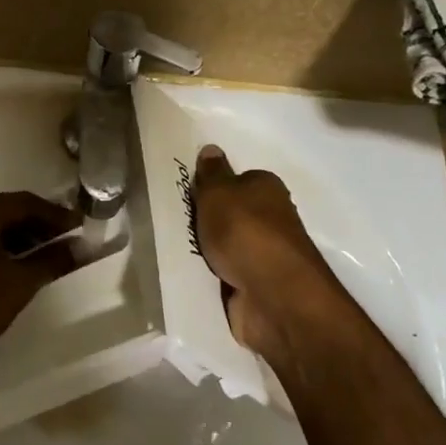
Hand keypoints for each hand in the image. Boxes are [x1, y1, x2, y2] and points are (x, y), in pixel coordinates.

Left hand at [0, 191, 81, 369]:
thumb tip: (80, 248)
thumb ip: (52, 260)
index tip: (80, 227)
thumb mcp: (20, 283)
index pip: (24, 202)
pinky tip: (14, 264)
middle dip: (37, 223)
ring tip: (44, 255)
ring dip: (17, 235)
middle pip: (5, 209)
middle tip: (65, 240)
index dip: (56, 214)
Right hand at [190, 145, 351, 357]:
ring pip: (226, 245)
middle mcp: (270, 219)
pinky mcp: (255, 286)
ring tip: (173, 248)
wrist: (272, 296)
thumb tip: (211, 149)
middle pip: (231, 213)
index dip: (213, 186)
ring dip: (206, 249)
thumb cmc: (245, 232)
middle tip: (173, 221)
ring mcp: (264, 255)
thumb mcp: (219, 193)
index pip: (238, 180)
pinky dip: (210, 275)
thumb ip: (212, 173)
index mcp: (267, 189)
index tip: (187, 194)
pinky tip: (189, 274)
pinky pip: (224, 274)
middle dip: (207, 219)